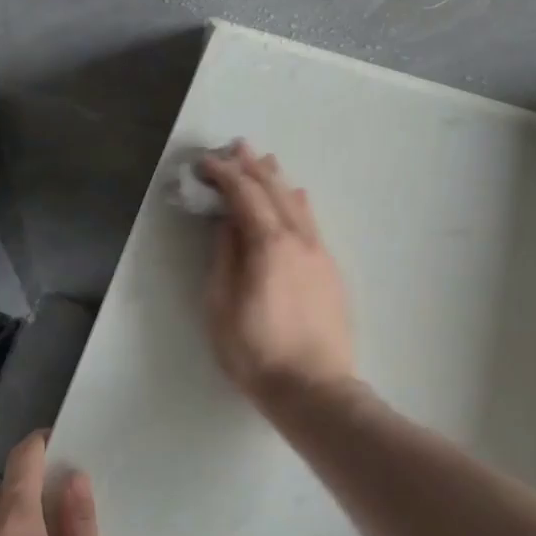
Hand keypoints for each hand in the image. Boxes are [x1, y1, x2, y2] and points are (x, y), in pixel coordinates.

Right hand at [198, 142, 355, 409]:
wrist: (314, 389)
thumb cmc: (256, 352)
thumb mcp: (222, 306)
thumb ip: (224, 257)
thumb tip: (227, 221)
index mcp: (269, 245)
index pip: (244, 196)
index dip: (224, 175)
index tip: (205, 163)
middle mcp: (299, 240)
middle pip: (275, 192)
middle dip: (253, 167)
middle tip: (236, 147)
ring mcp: (320, 254)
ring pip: (298, 205)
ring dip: (278, 181)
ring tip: (265, 162)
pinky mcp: (331, 271)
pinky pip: (312, 224)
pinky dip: (297, 204)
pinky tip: (297, 199)